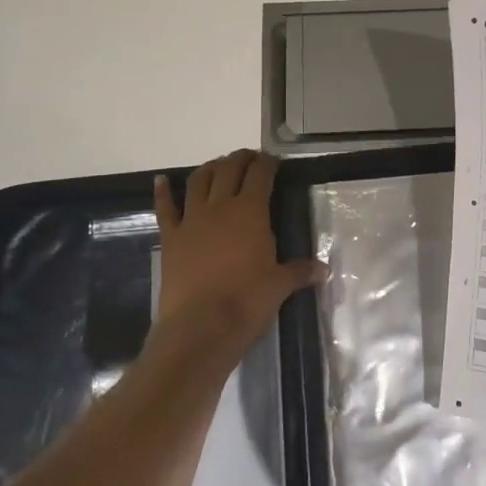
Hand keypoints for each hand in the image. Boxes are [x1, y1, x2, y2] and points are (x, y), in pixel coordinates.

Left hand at [151, 150, 324, 360]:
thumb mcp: (280, 286)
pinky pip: (165, 209)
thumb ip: (300, 272)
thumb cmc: (246, 302)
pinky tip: (162, 180)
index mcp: (250, 212)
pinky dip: (163, 192)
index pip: (260, 175)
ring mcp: (191, 221)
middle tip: (250, 158)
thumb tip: (324, 270)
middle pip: (229, 170)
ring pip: (199, 181)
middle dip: (241, 159)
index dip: (267, 163)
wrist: (200, 327)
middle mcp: (220, 207)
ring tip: (219, 165)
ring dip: (210, 168)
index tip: (273, 161)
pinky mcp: (170, 239)